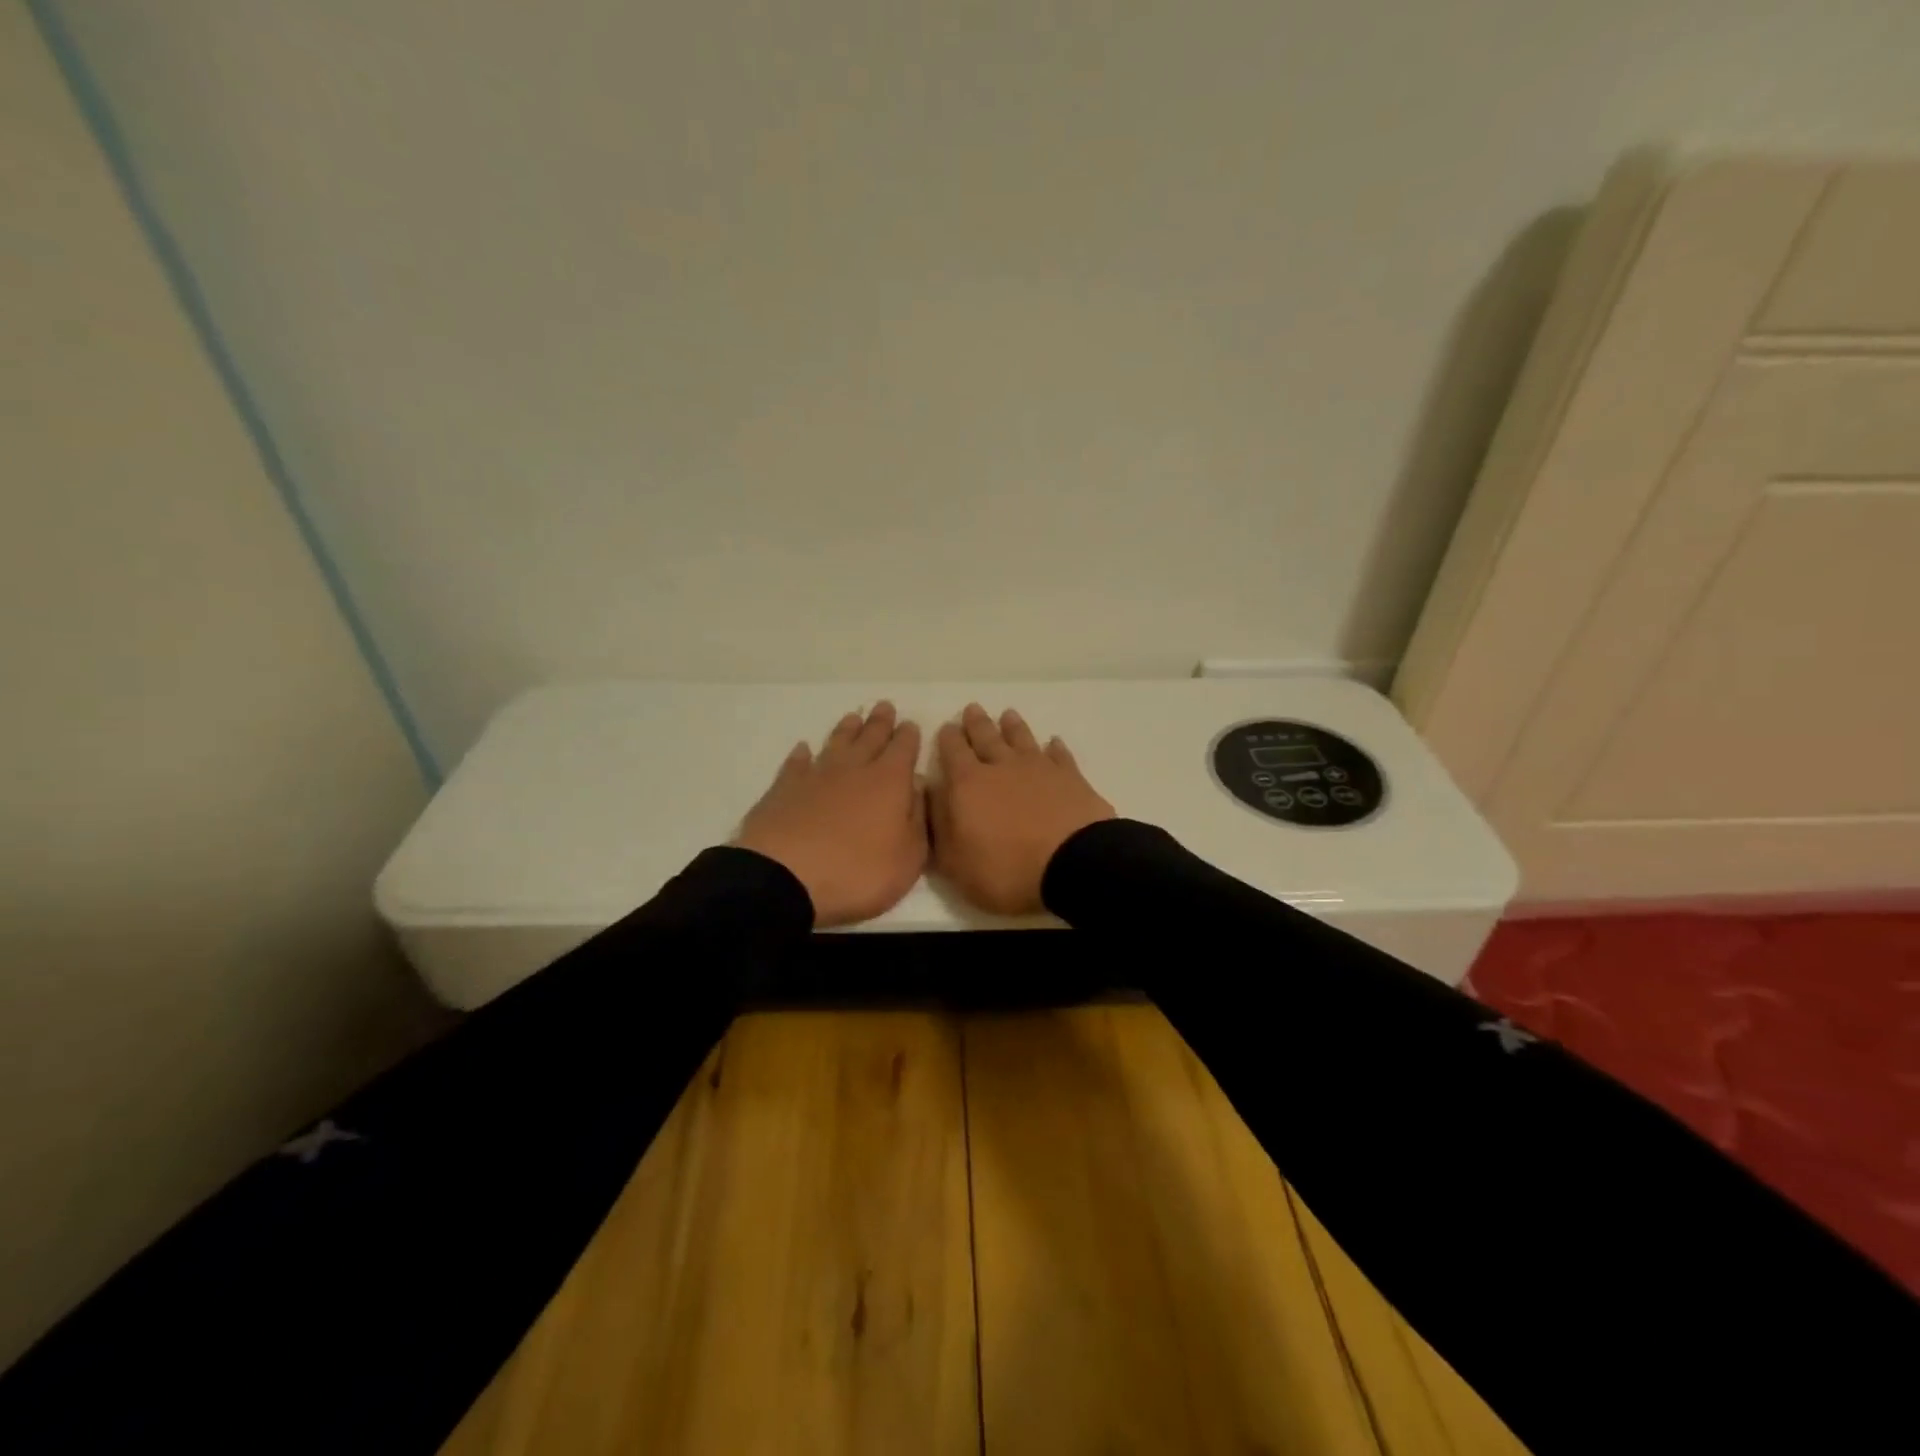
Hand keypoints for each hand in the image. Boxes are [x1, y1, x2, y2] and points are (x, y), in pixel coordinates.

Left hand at [734, 702, 927, 927]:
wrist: (784, 877)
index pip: (904, 749)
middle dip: (880, 722)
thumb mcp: (908, 858)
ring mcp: (816, 776)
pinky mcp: (784, 789)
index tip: (910, 724)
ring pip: (836, 744)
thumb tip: (919, 788)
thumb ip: (918, 821)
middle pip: (870, 738)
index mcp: (889, 782)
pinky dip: (802, 754)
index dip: (908, 736)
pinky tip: (804, 749)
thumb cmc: (857, 872)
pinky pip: (796, 763)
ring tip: (853, 718)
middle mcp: (854, 770)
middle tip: (885, 706)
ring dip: (846, 730)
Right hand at [929, 703, 1115, 915]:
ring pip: (1022, 739)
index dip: (948, 738)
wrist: (1073, 866)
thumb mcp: (956, 862)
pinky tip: (1053, 742)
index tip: (947, 727)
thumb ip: (940, 826)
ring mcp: (1039, 769)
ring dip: (1013, 726)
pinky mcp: (1071, 778)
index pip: (953, 752)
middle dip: (976, 723)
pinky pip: (1060, 755)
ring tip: (1007, 714)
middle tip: (972, 709)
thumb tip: (932, 794)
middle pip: (986, 737)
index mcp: (968, 784)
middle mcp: (1002, 767)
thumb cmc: (1006, 870)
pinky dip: (1054, 747)